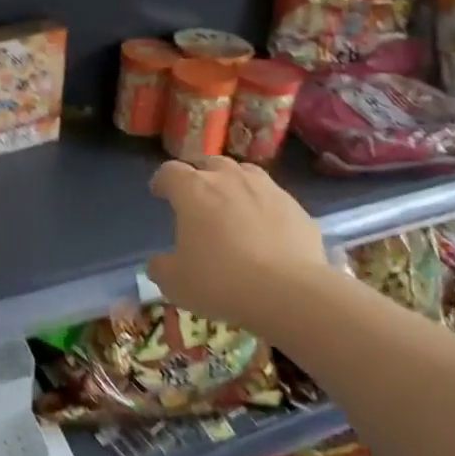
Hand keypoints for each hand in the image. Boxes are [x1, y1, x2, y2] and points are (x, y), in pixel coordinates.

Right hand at [147, 158, 329, 328]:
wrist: (288, 291)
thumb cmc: (220, 282)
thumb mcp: (176, 283)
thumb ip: (161, 267)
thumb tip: (159, 262)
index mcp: (193, 191)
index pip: (170, 171)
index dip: (162, 180)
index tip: (160, 193)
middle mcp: (229, 179)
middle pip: (209, 163)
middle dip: (199, 176)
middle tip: (196, 197)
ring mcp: (266, 188)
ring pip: (244, 172)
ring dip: (232, 182)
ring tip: (231, 203)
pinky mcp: (295, 205)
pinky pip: (272, 196)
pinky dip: (262, 204)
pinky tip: (264, 227)